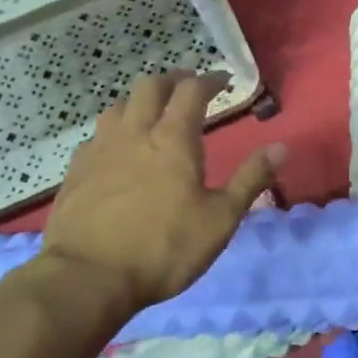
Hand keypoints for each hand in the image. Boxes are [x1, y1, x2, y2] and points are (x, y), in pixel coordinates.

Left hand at [38, 71, 282, 311]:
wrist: (88, 276)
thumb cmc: (164, 248)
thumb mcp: (220, 219)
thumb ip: (251, 179)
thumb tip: (282, 147)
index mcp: (173, 140)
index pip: (191, 92)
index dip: (209, 81)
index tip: (222, 80)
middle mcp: (134, 133)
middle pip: (149, 87)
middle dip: (172, 81)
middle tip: (188, 88)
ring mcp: (100, 150)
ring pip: (117, 106)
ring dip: (139, 102)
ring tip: (152, 114)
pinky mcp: (76, 171)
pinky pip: (97, 136)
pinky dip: (115, 131)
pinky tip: (118, 150)